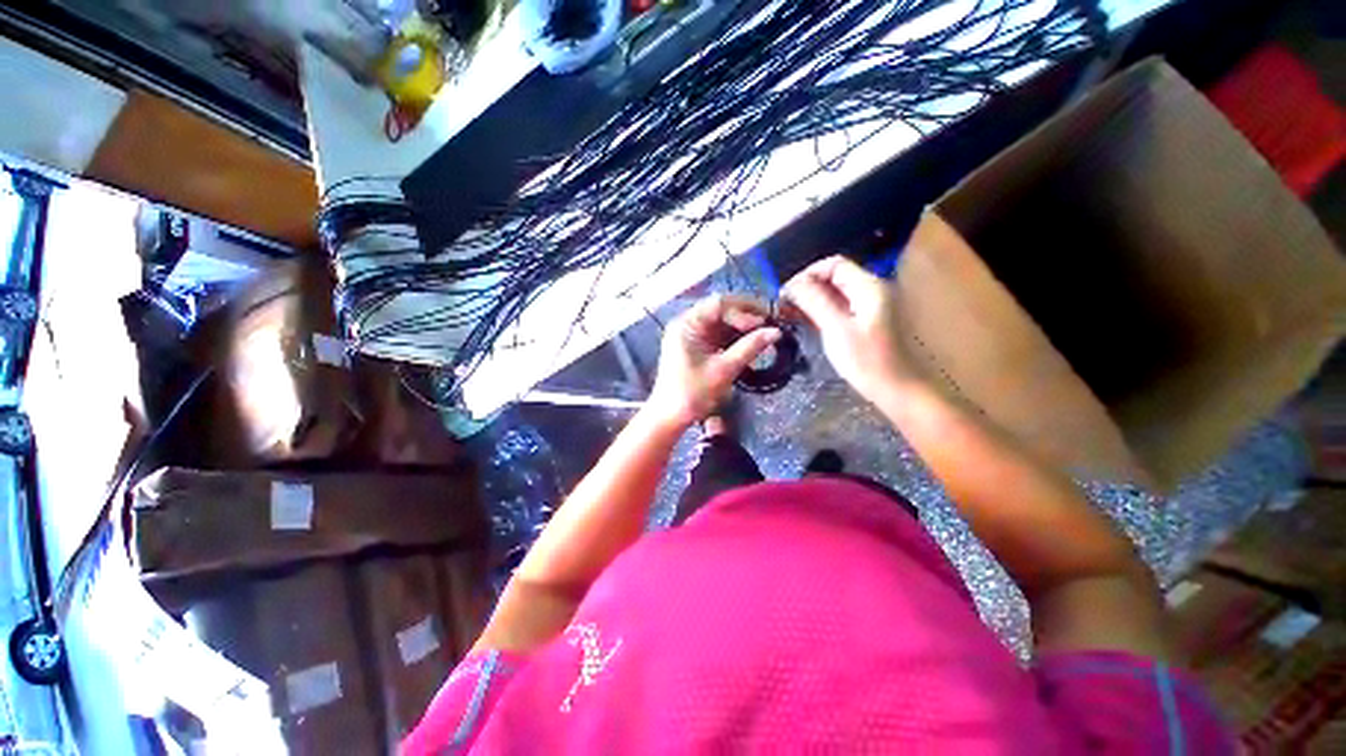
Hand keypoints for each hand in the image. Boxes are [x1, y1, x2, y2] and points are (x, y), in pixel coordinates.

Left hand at [647, 295, 780, 428]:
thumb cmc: (692, 393)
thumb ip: (749, 348)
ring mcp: (692, 334)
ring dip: (743, 327)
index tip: (767, 320)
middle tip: (771, 323)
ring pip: (722, 322)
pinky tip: (752, 343)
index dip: (745, 309)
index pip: (719, 304)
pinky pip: (719, 334)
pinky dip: (735, 338)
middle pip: (721, 309)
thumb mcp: (723, 370)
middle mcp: (688, 323)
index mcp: (687, 324)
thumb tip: (776, 332)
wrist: (671, 416)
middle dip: (747, 315)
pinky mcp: (697, 345)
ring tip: (766, 333)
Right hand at [781, 255, 925, 402]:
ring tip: (787, 314)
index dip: (807, 274)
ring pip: (834, 294)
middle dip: (806, 288)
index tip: (786, 294)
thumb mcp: (836, 329)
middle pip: (833, 277)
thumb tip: (792, 285)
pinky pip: (838, 308)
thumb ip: (814, 302)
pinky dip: (819, 311)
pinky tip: (803, 321)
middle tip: (782, 306)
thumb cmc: (868, 360)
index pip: (833, 265)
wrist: (898, 390)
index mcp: (868, 287)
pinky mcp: (864, 323)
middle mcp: (870, 291)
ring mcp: (868, 307)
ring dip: (810, 300)